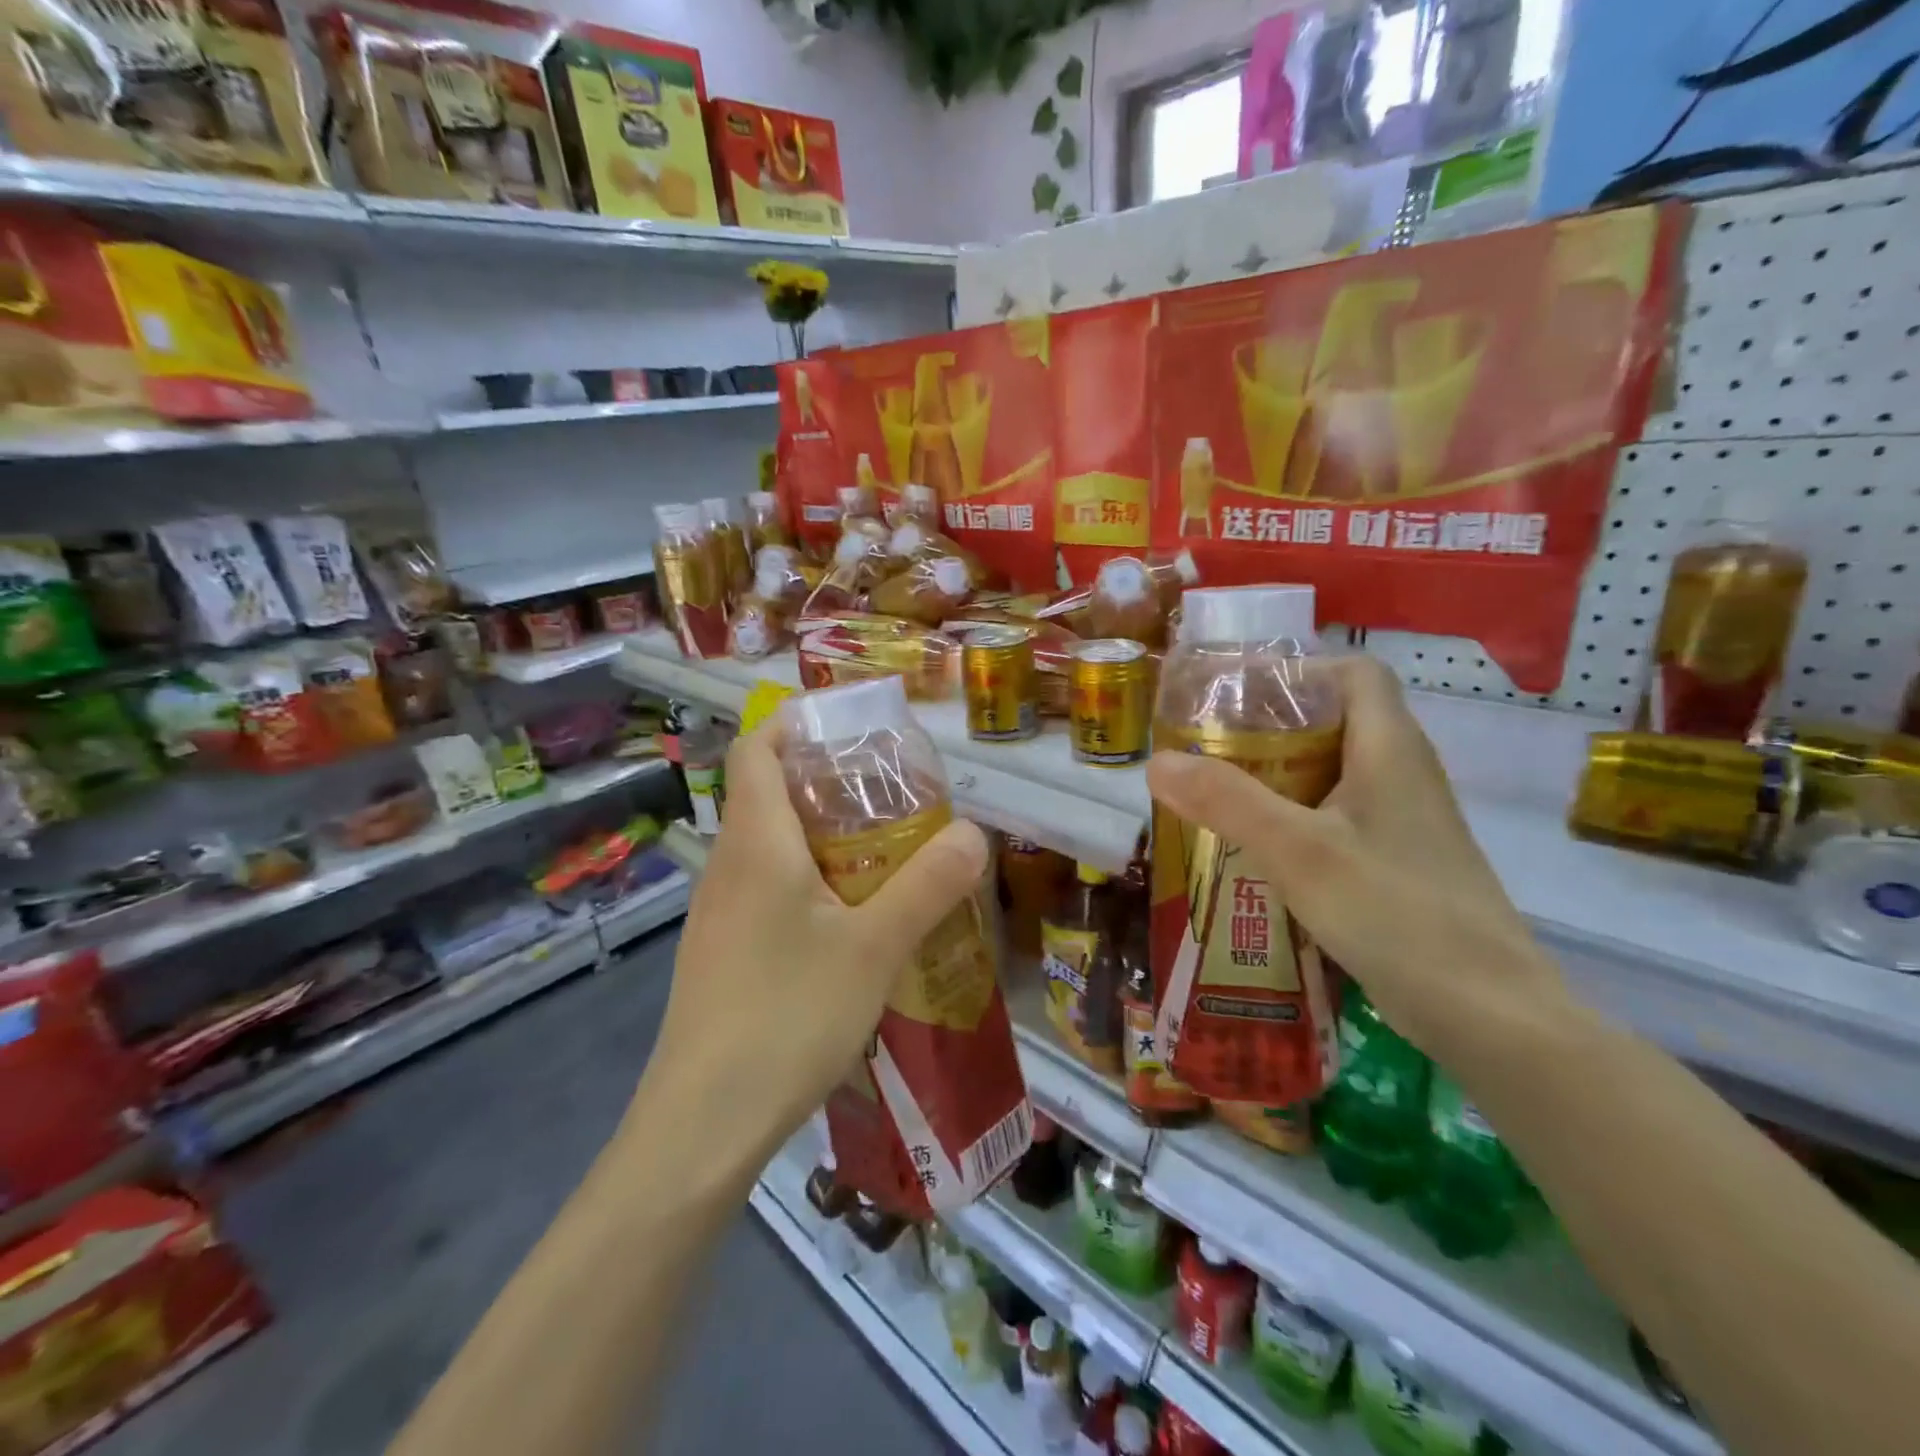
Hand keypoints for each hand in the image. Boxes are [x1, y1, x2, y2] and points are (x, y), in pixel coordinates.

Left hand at [640, 725, 988, 1168]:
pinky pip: (765, 888)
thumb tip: (975, 834)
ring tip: (882, 851)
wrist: (703, 1123)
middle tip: (890, 794)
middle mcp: (728, 865)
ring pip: (767, 844)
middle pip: (766, 792)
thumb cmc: (787, 1016)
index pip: (757, 748)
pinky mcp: (722, 951)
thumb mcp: (874, 948)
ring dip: (819, 834)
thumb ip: (928, 886)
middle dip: (825, 780)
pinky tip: (849, 919)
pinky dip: (806, 879)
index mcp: (756, 842)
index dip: (795, 723)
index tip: (850, 727)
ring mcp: (718, 911)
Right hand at [1146, 655, 1572, 1065]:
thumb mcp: (1299, 852)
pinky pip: (1337, 818)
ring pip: (1332, 773)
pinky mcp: (1398, 863)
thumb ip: (1227, 801)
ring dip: (1276, 776)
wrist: (1490, 1015)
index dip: (1298, 670)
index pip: (1353, 671)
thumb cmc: (1396, 913)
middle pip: (1335, 720)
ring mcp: (1403, 822)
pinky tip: (1255, 849)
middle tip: (1207, 747)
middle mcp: (1402, 774)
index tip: (1236, 694)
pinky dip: (1293, 818)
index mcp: (1390, 749)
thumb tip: (1156, 761)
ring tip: (1216, 794)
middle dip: (1268, 727)